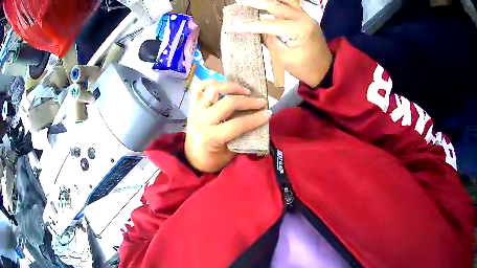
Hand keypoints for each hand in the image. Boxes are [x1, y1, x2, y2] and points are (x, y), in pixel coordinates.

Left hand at [185, 80, 270, 172]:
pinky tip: (223, 85)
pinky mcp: (192, 106)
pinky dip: (211, 82)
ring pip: (213, 89)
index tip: (268, 113)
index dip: (255, 118)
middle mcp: (202, 121)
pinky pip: (199, 88)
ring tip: (245, 91)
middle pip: (228, 103)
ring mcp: (196, 111)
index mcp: (210, 137)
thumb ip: (242, 137)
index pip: (237, 124)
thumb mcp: (229, 154)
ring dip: (232, 87)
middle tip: (261, 102)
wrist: (191, 159)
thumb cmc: (211, 160)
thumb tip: (258, 121)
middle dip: (248, 101)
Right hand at [228, 0, 331, 86]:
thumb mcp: (285, 58)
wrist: (326, 70)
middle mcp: (303, 18)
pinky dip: (277, 2)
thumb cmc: (306, 68)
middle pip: (276, 5)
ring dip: (267, 0)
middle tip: (240, 2)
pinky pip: (290, 4)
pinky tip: (267, 3)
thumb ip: (270, 41)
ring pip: (284, 0)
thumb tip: (257, 30)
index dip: (250, 25)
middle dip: (256, 3)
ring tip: (252, 1)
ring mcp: (305, 16)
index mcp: (299, 29)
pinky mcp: (305, 17)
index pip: (269, 24)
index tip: (234, 26)